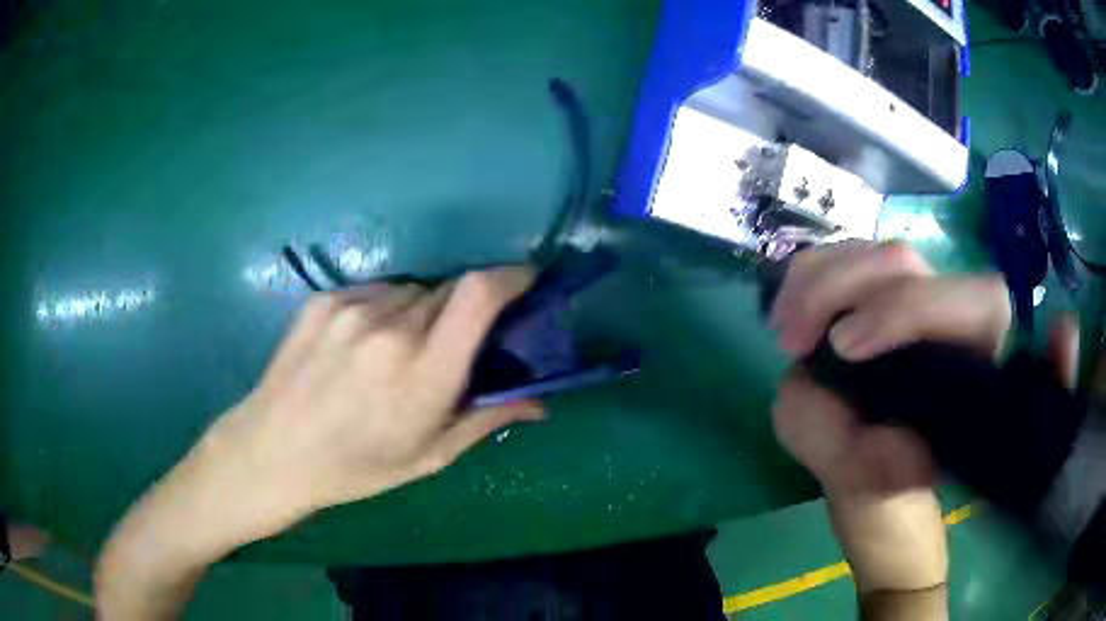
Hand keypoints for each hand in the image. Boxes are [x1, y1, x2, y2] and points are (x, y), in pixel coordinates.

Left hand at [196, 267, 544, 542]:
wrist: (274, 450)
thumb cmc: (357, 467)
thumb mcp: (429, 456)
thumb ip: (487, 419)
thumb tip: (540, 402)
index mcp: (424, 373)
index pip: (479, 295)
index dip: (511, 276)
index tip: (526, 281)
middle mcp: (391, 329)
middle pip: (450, 291)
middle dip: (463, 310)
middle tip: (450, 345)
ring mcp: (353, 309)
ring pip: (413, 291)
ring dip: (421, 312)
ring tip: (397, 351)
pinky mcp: (325, 300)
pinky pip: (376, 291)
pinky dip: (385, 309)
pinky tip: (362, 344)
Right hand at [767, 241, 1076, 602]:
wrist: (885, 472)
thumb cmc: (890, 483)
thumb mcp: (872, 484)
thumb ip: (845, 444)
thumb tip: (809, 384)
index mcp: (977, 362)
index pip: (970, 303)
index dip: (908, 309)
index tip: (841, 348)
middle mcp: (954, 312)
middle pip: (904, 263)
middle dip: (840, 290)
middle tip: (792, 343)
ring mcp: (917, 291)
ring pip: (869, 251)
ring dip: (814, 282)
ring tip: (784, 332)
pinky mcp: (883, 288)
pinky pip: (843, 257)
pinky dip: (807, 276)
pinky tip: (788, 313)